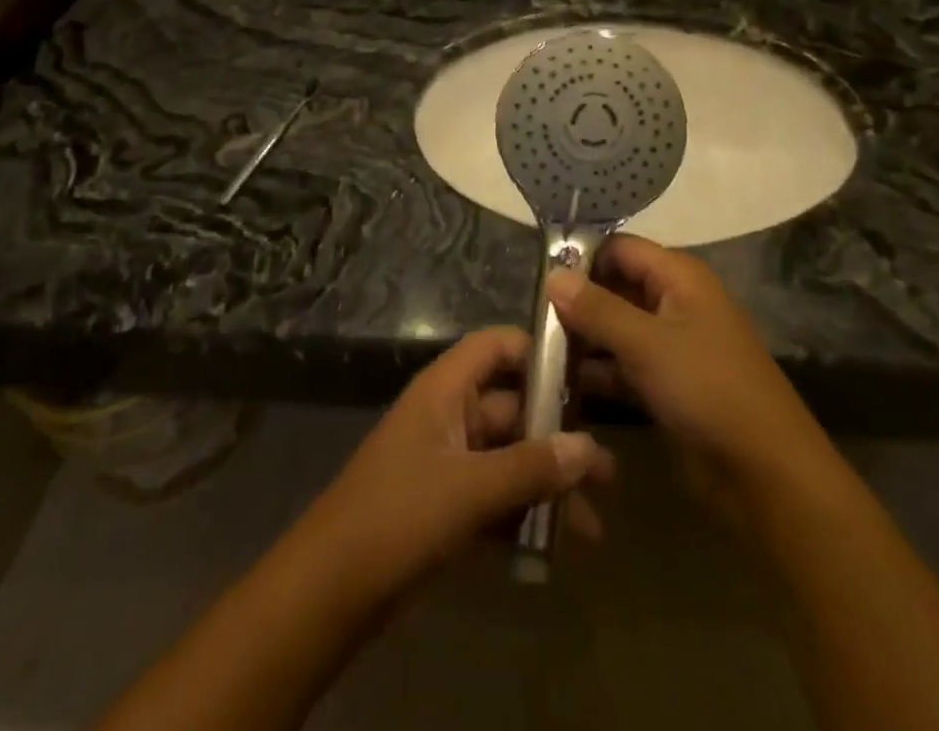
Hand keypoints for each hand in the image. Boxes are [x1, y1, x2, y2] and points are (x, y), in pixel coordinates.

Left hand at [293, 326, 613, 607]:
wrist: (329, 591)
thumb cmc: (399, 515)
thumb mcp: (470, 489)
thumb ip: (531, 467)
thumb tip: (590, 447)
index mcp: (447, 389)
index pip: (498, 346)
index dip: (539, 353)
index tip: (586, 375)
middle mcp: (451, 415)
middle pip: (515, 409)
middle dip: (560, 439)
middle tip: (609, 473)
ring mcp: (449, 462)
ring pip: (510, 459)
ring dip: (548, 486)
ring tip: (595, 524)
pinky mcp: (447, 505)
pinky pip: (496, 496)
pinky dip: (524, 515)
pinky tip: (558, 547)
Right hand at [548, 236, 831, 527]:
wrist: (767, 473)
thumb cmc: (707, 389)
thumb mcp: (647, 344)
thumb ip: (597, 308)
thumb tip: (553, 275)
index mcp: (679, 277)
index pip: (620, 248)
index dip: (582, 258)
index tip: (539, 279)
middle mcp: (677, 302)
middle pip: (617, 286)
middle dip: (578, 302)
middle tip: (532, 321)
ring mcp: (675, 345)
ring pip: (619, 328)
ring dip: (584, 339)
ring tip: (537, 353)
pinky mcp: (670, 384)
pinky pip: (626, 365)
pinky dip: (600, 372)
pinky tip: (562, 386)